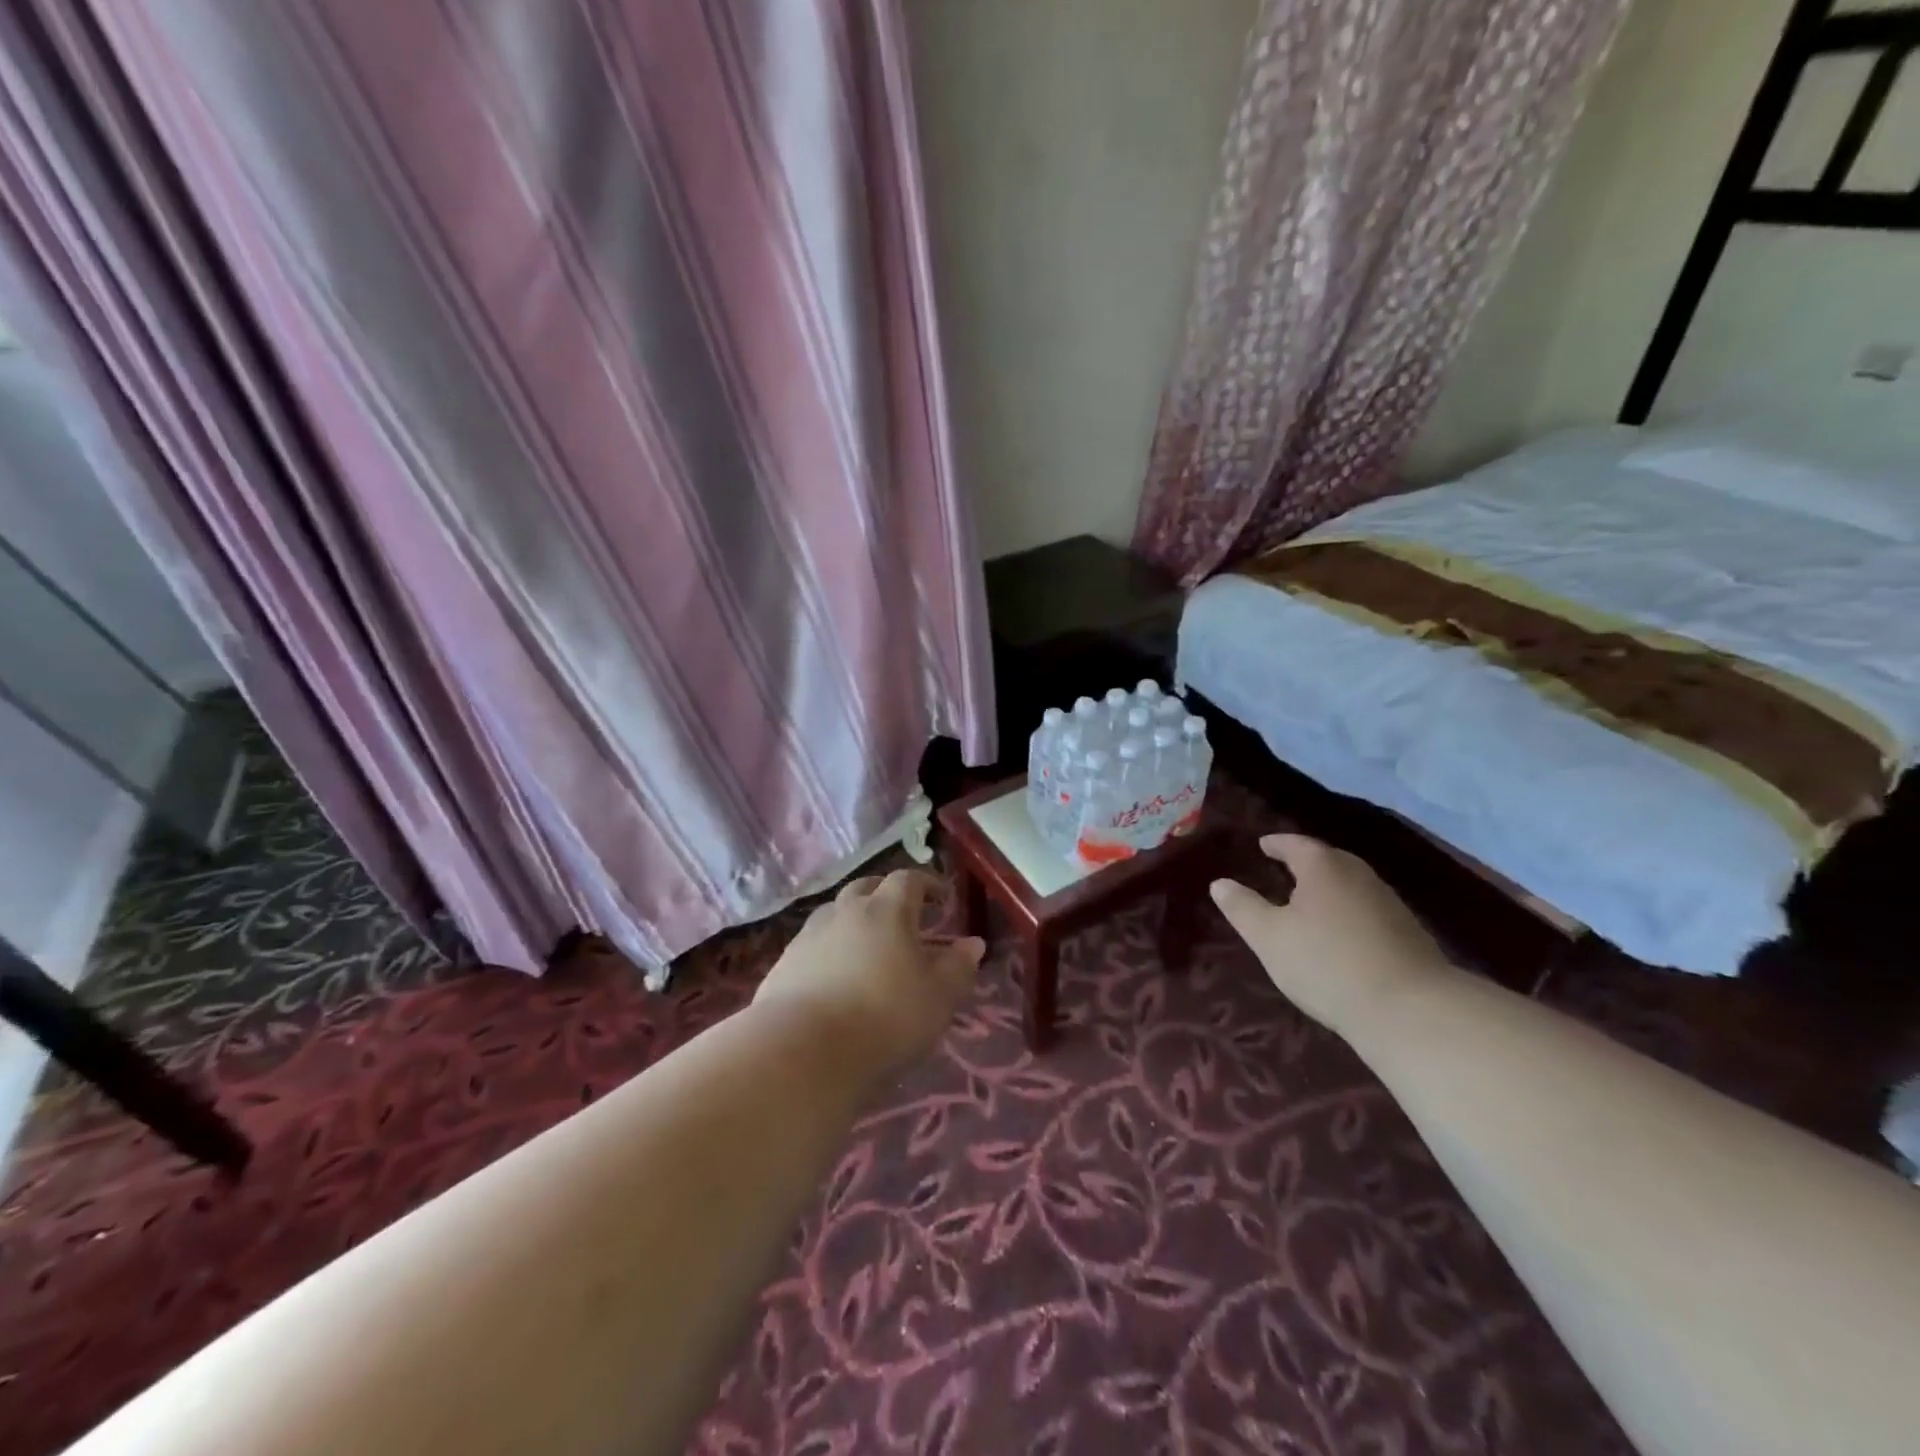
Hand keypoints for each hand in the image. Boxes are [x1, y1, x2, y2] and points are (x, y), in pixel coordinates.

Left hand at [755, 869, 983, 1078]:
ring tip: (866, 942)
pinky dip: (829, 947)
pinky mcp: (784, 963)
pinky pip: (812, 943)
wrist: (804, 1050)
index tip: (941, 897)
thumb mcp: (939, 997)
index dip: (927, 884)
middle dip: (886, 893)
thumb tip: (972, 943)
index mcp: (887, 910)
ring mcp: (809, 935)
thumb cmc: (885, 1017)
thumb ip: (959, 967)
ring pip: (835, 912)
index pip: (908, 880)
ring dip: (854, 918)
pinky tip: (834, 973)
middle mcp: (846, 911)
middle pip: (866, 887)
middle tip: (902, 912)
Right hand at [1210, 834, 1450, 1035]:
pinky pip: (1367, 909)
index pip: (1295, 844)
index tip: (1262, 845)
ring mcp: (1389, 902)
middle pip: (1327, 859)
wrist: (1410, 1009)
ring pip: (1350, 884)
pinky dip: (1348, 911)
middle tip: (1282, 870)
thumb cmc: (1326, 964)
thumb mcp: (1269, 938)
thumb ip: (1242, 907)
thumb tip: (1220, 883)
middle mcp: (1358, 874)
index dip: (1276, 844)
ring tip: (1308, 901)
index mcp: (1323, 867)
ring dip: (1328, 887)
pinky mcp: (1408, 932)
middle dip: (1304, 862)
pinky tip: (1340, 933)